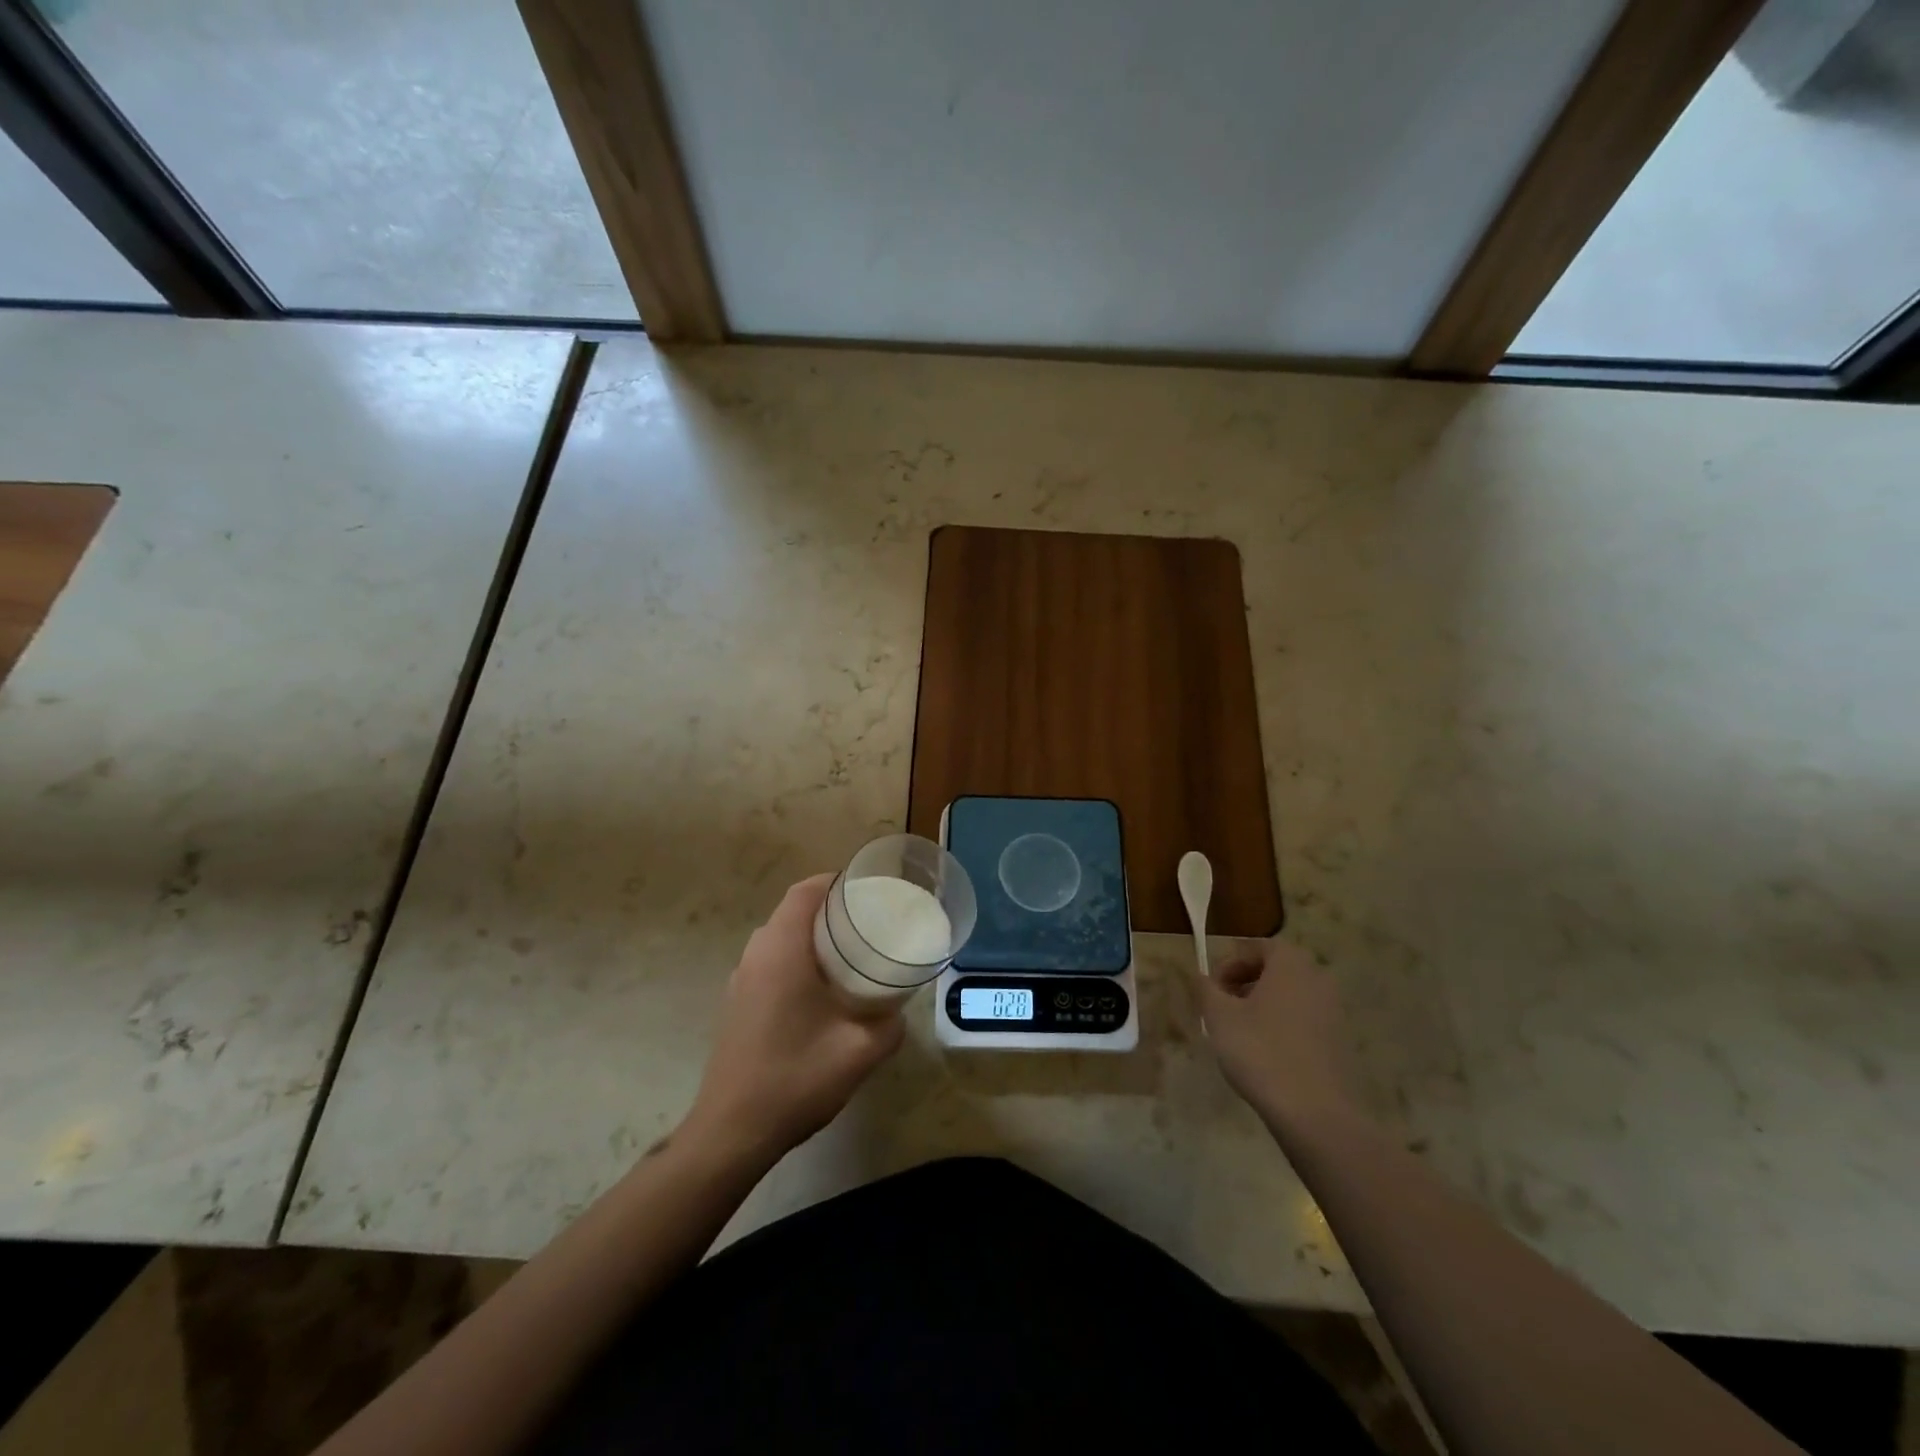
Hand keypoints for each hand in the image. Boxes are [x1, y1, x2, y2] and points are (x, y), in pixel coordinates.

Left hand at [682, 874, 904, 1165]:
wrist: (732, 1131)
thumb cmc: (795, 1078)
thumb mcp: (859, 1051)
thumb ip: (889, 1025)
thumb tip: (898, 1013)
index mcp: (781, 950)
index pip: (805, 892)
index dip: (835, 882)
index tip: (867, 890)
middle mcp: (756, 955)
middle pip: (793, 911)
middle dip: (830, 910)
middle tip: (868, 923)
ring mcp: (740, 980)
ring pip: (779, 939)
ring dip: (812, 937)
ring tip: (851, 954)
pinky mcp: (736, 1003)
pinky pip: (770, 962)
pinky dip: (797, 960)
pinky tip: (821, 992)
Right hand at [1197, 938, 1361, 1132]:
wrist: (1314, 1113)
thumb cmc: (1260, 1052)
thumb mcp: (1219, 1016)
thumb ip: (1206, 989)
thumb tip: (1201, 977)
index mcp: (1290, 963)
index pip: (1256, 947)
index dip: (1229, 964)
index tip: (1213, 989)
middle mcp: (1317, 978)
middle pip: (1275, 969)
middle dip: (1245, 983)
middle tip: (1223, 1008)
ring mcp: (1333, 1011)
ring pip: (1290, 995)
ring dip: (1263, 1005)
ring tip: (1240, 1032)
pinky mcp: (1340, 1041)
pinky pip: (1304, 1020)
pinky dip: (1282, 1026)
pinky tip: (1265, 1054)